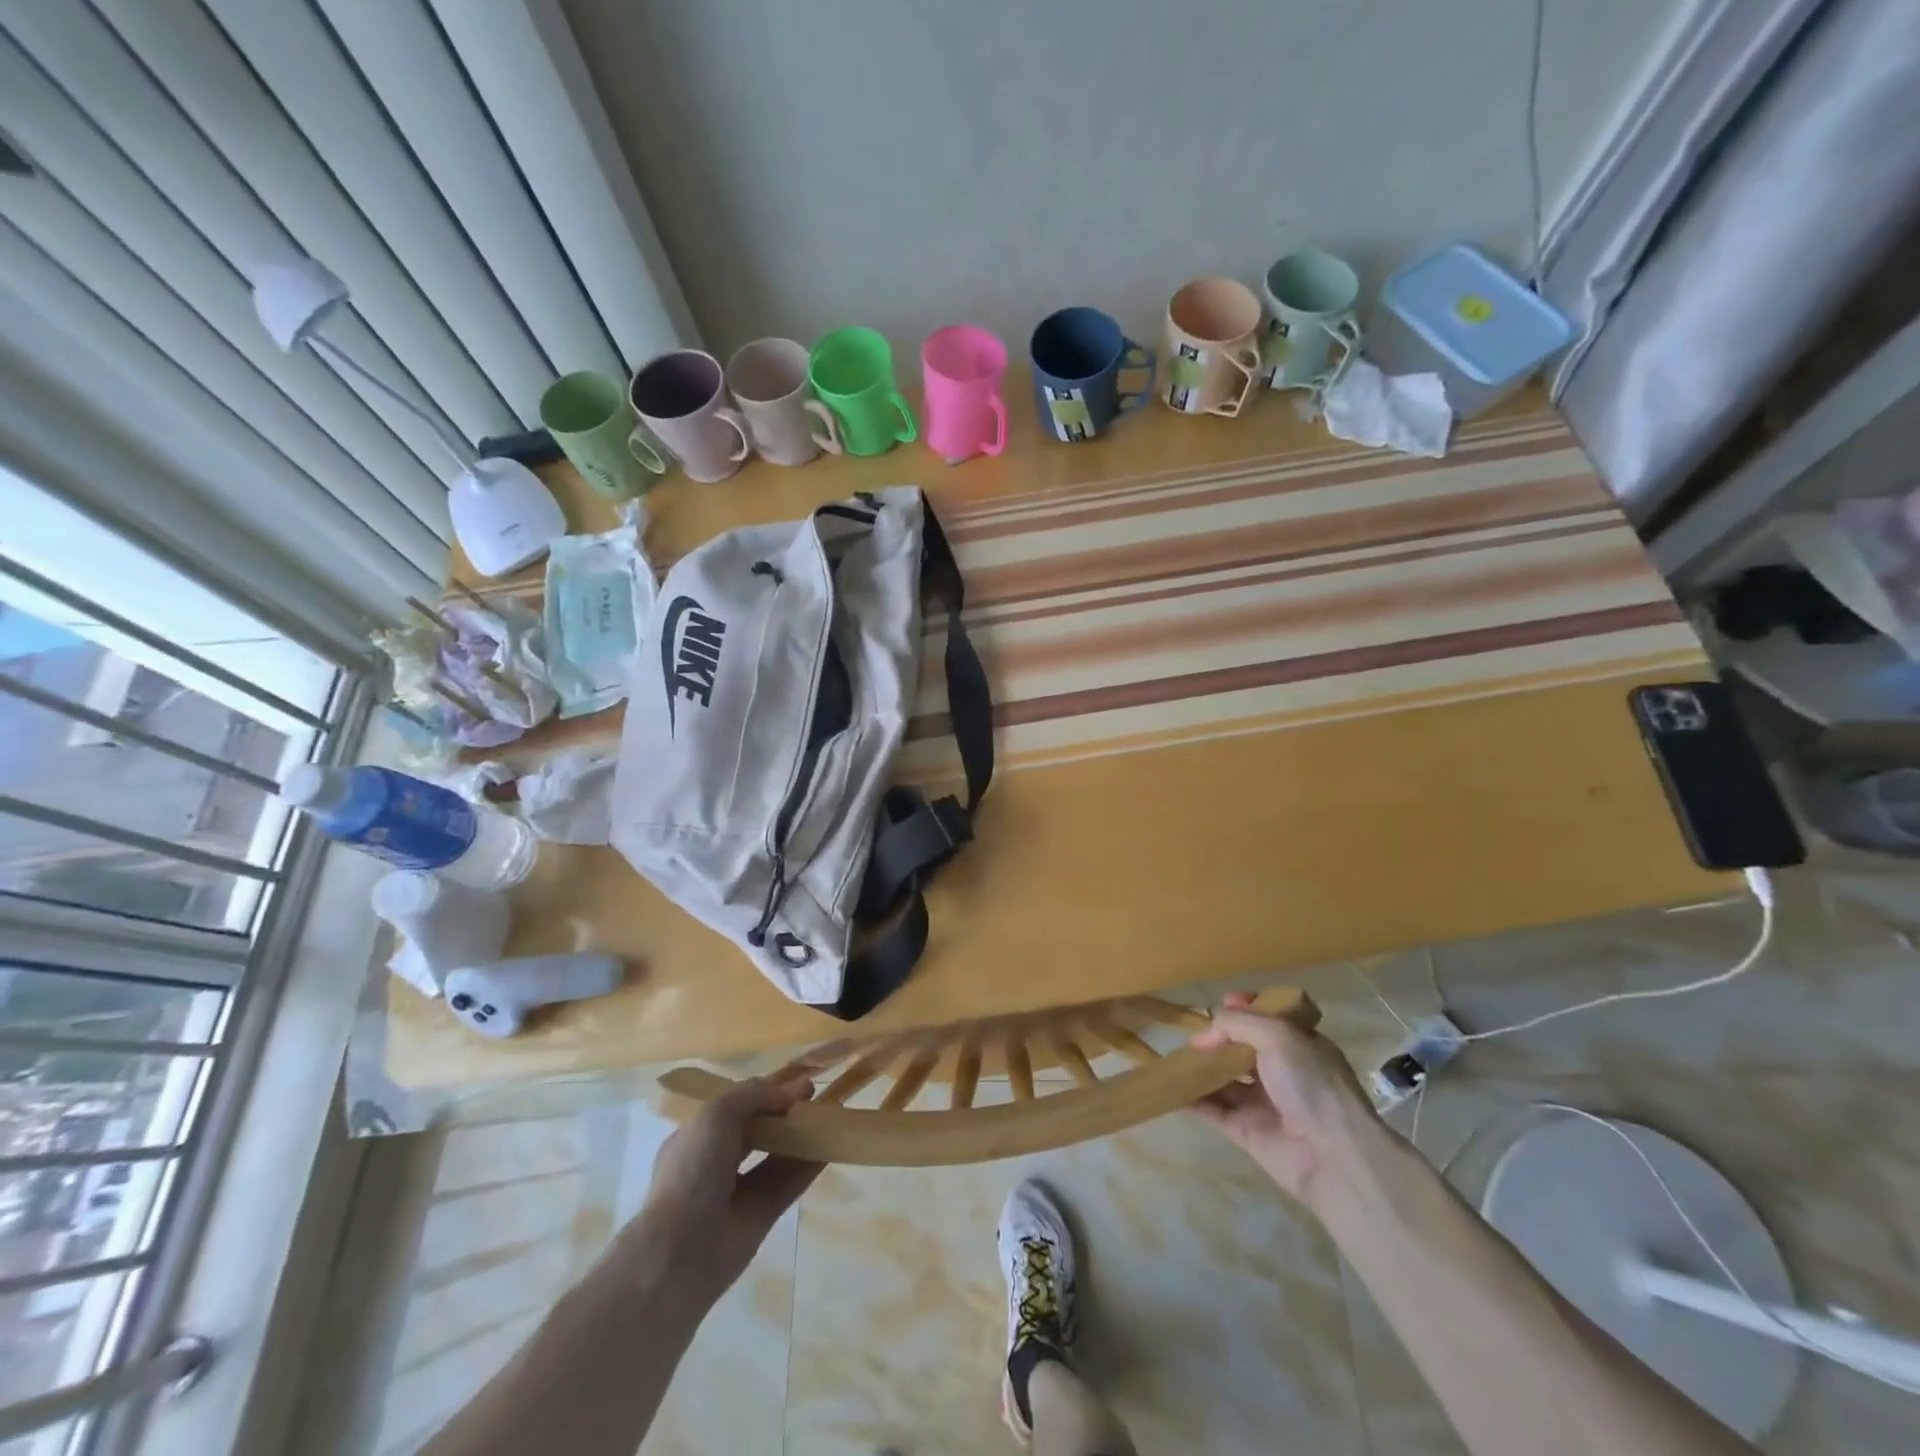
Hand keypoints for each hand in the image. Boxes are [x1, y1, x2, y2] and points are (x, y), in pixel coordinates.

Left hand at [623, 1074, 823, 1307]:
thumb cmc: (692, 1170)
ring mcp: (739, 1191)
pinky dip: (809, 1166)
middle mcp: (717, 1162)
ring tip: (829, 1116)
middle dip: (785, 1112)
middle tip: (814, 1097)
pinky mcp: (761, 1216)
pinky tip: (830, 1147)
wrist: (681, 1250)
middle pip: (759, 1130)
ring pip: (776, 1156)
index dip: (766, 1092)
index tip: (797, 1083)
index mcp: (697, 1137)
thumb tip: (789, 1094)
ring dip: (800, 1136)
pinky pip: (788, 1184)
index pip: (736, 1107)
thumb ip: (753, 1096)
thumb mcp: (716, 1114)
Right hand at [1190, 992, 1392, 1214]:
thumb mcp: (1278, 1036)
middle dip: (1218, 1038)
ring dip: (1202, 1068)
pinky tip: (1170, 1086)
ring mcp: (1264, 1103)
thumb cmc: (1311, 1085)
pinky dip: (1192, 1098)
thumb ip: (1238, 1023)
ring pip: (1226, 1078)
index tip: (1223, 1003)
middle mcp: (1283, 1072)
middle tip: (1192, 1034)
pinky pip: (1213, 1109)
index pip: (1270, 1019)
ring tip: (1174, 1055)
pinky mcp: (1246, 1131)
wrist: (1333, 1158)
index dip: (1247, 1008)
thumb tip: (1206, 1031)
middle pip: (1243, 1048)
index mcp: (1300, 1045)